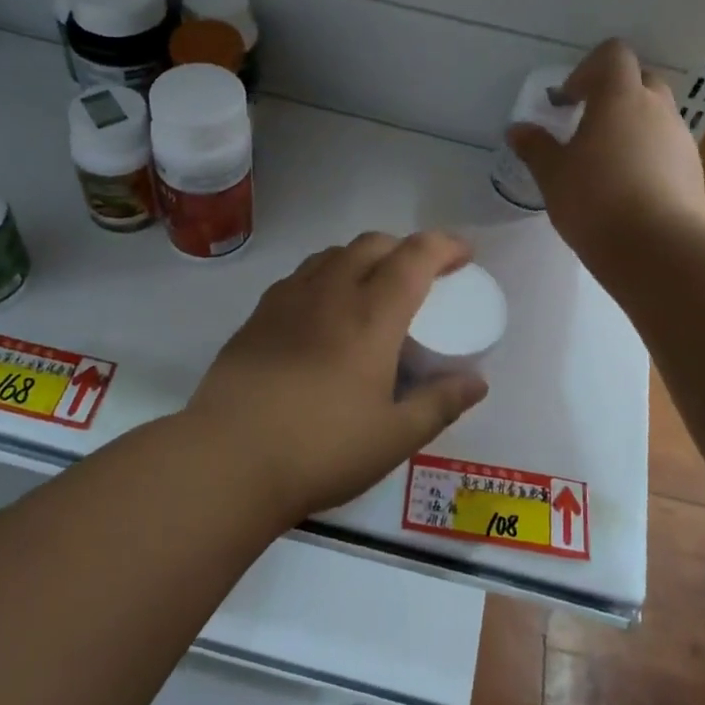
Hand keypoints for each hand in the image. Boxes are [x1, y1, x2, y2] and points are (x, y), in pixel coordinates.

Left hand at [185, 231, 490, 520]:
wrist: (227, 460)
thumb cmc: (321, 449)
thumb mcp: (394, 437)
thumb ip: (440, 404)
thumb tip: (477, 382)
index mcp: (371, 315)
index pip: (414, 257)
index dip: (444, 245)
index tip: (464, 254)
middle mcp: (330, 292)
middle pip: (372, 244)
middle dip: (404, 247)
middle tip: (421, 276)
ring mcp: (287, 300)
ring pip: (333, 254)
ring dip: (363, 257)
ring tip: (373, 288)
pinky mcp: (257, 316)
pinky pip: (301, 275)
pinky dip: (327, 274)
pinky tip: (324, 310)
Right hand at [506, 39, 704, 263]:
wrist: (658, 248)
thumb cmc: (595, 199)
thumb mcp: (553, 174)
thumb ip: (535, 147)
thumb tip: (518, 130)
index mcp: (620, 97)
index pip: (614, 54)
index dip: (588, 69)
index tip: (568, 101)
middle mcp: (657, 108)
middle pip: (640, 81)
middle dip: (614, 97)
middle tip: (587, 127)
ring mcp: (682, 139)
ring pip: (657, 117)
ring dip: (633, 129)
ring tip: (606, 166)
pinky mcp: (695, 171)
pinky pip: (669, 150)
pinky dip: (649, 158)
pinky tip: (629, 192)